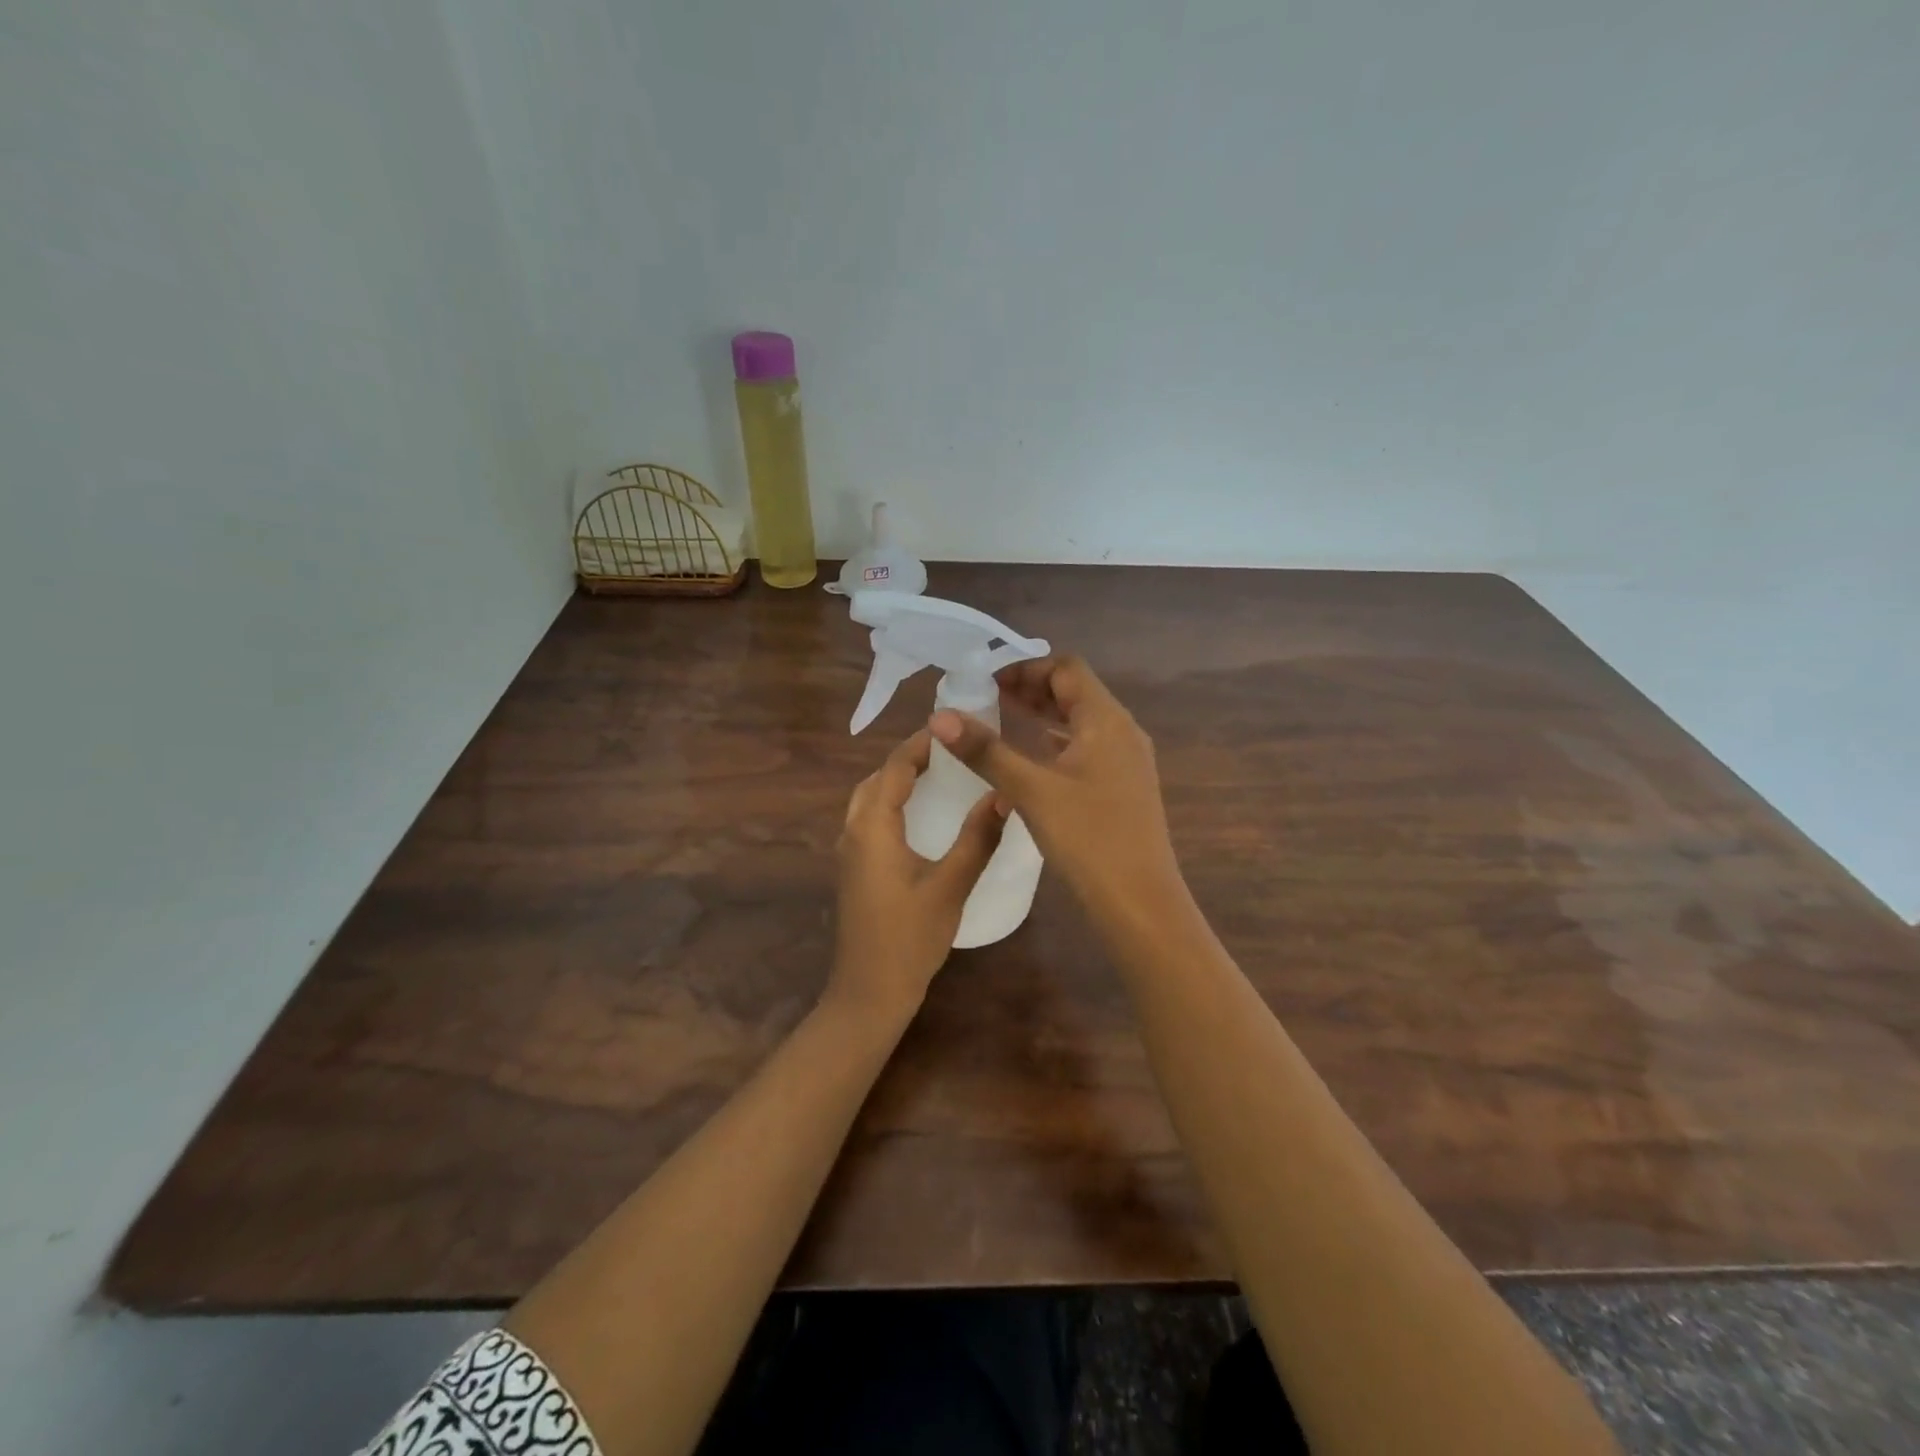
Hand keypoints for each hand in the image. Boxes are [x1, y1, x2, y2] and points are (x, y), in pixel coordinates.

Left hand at [829, 728, 1007, 1021]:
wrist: (869, 992)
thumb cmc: (909, 938)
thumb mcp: (950, 886)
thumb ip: (978, 839)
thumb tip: (1005, 794)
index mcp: (872, 828)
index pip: (894, 768)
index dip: (921, 744)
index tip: (954, 727)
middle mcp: (854, 831)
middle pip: (877, 779)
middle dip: (908, 758)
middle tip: (950, 749)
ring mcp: (850, 852)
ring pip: (869, 799)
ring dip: (898, 780)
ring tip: (938, 773)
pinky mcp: (854, 869)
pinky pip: (870, 819)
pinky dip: (892, 803)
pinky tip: (920, 815)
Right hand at [929, 654, 1185, 930]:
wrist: (1140, 903)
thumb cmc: (1088, 838)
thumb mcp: (1032, 790)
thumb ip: (986, 751)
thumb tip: (940, 716)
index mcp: (1106, 720)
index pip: (1066, 668)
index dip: (1026, 667)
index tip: (987, 681)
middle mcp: (1122, 732)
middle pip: (1075, 692)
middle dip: (1031, 689)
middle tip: (987, 698)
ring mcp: (1126, 761)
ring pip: (1080, 722)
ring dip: (1043, 715)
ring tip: (1001, 719)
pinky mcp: (1123, 787)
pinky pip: (1086, 748)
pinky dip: (1056, 743)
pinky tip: (1030, 759)